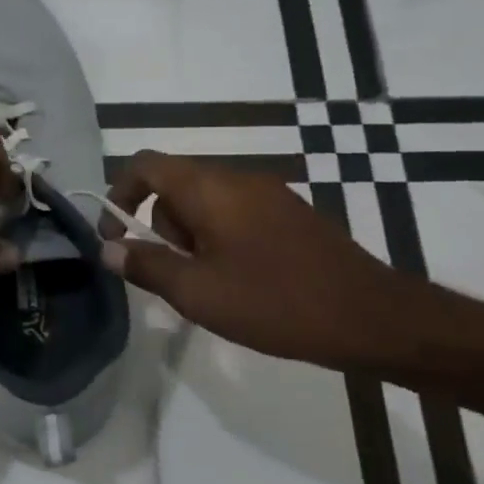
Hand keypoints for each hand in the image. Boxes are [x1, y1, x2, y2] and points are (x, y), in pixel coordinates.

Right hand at [99, 153, 424, 372]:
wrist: (374, 319)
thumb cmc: (274, 302)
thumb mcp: (196, 292)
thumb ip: (145, 265)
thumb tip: (109, 249)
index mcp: (210, 189)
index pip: (146, 165)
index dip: (119, 193)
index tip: (116, 237)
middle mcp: (239, 179)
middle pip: (174, 185)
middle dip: (160, 226)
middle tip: (176, 272)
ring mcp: (270, 194)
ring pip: (205, 202)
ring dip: (190, 236)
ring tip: (210, 283)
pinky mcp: (291, 215)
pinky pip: (235, 213)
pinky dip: (219, 238)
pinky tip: (240, 280)